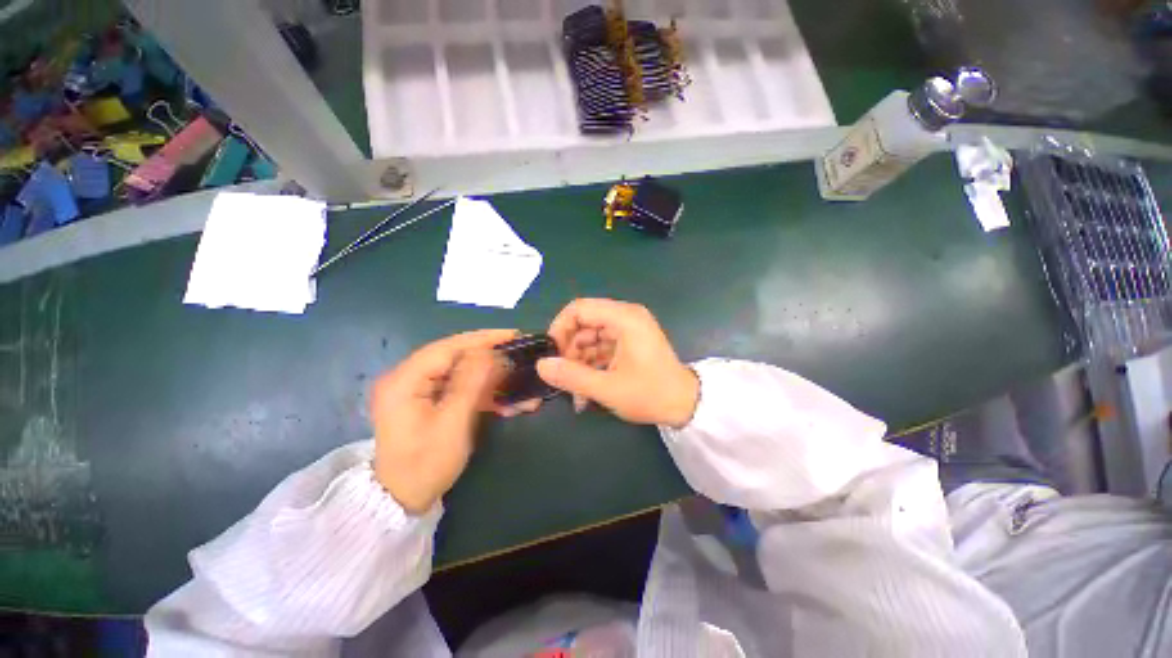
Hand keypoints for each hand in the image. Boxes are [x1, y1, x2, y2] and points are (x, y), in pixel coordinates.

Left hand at [370, 330, 515, 513]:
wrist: (402, 500)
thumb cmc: (425, 463)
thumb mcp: (452, 422)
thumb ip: (471, 382)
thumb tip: (491, 352)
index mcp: (405, 379)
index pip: (449, 347)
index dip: (483, 338)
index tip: (514, 335)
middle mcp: (409, 377)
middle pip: (457, 357)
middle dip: (491, 357)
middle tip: (520, 355)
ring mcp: (419, 390)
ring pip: (462, 373)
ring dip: (492, 379)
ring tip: (520, 383)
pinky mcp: (430, 402)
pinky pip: (460, 389)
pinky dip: (484, 394)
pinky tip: (508, 403)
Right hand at [537, 298, 698, 427]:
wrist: (685, 406)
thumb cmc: (650, 394)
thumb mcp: (607, 388)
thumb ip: (571, 376)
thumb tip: (541, 365)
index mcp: (624, 318)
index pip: (579, 309)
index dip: (560, 328)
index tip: (551, 353)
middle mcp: (626, 317)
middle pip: (584, 323)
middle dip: (569, 350)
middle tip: (562, 376)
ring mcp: (628, 330)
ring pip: (591, 337)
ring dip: (579, 362)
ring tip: (575, 391)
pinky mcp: (629, 343)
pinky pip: (601, 347)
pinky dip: (591, 365)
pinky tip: (586, 390)